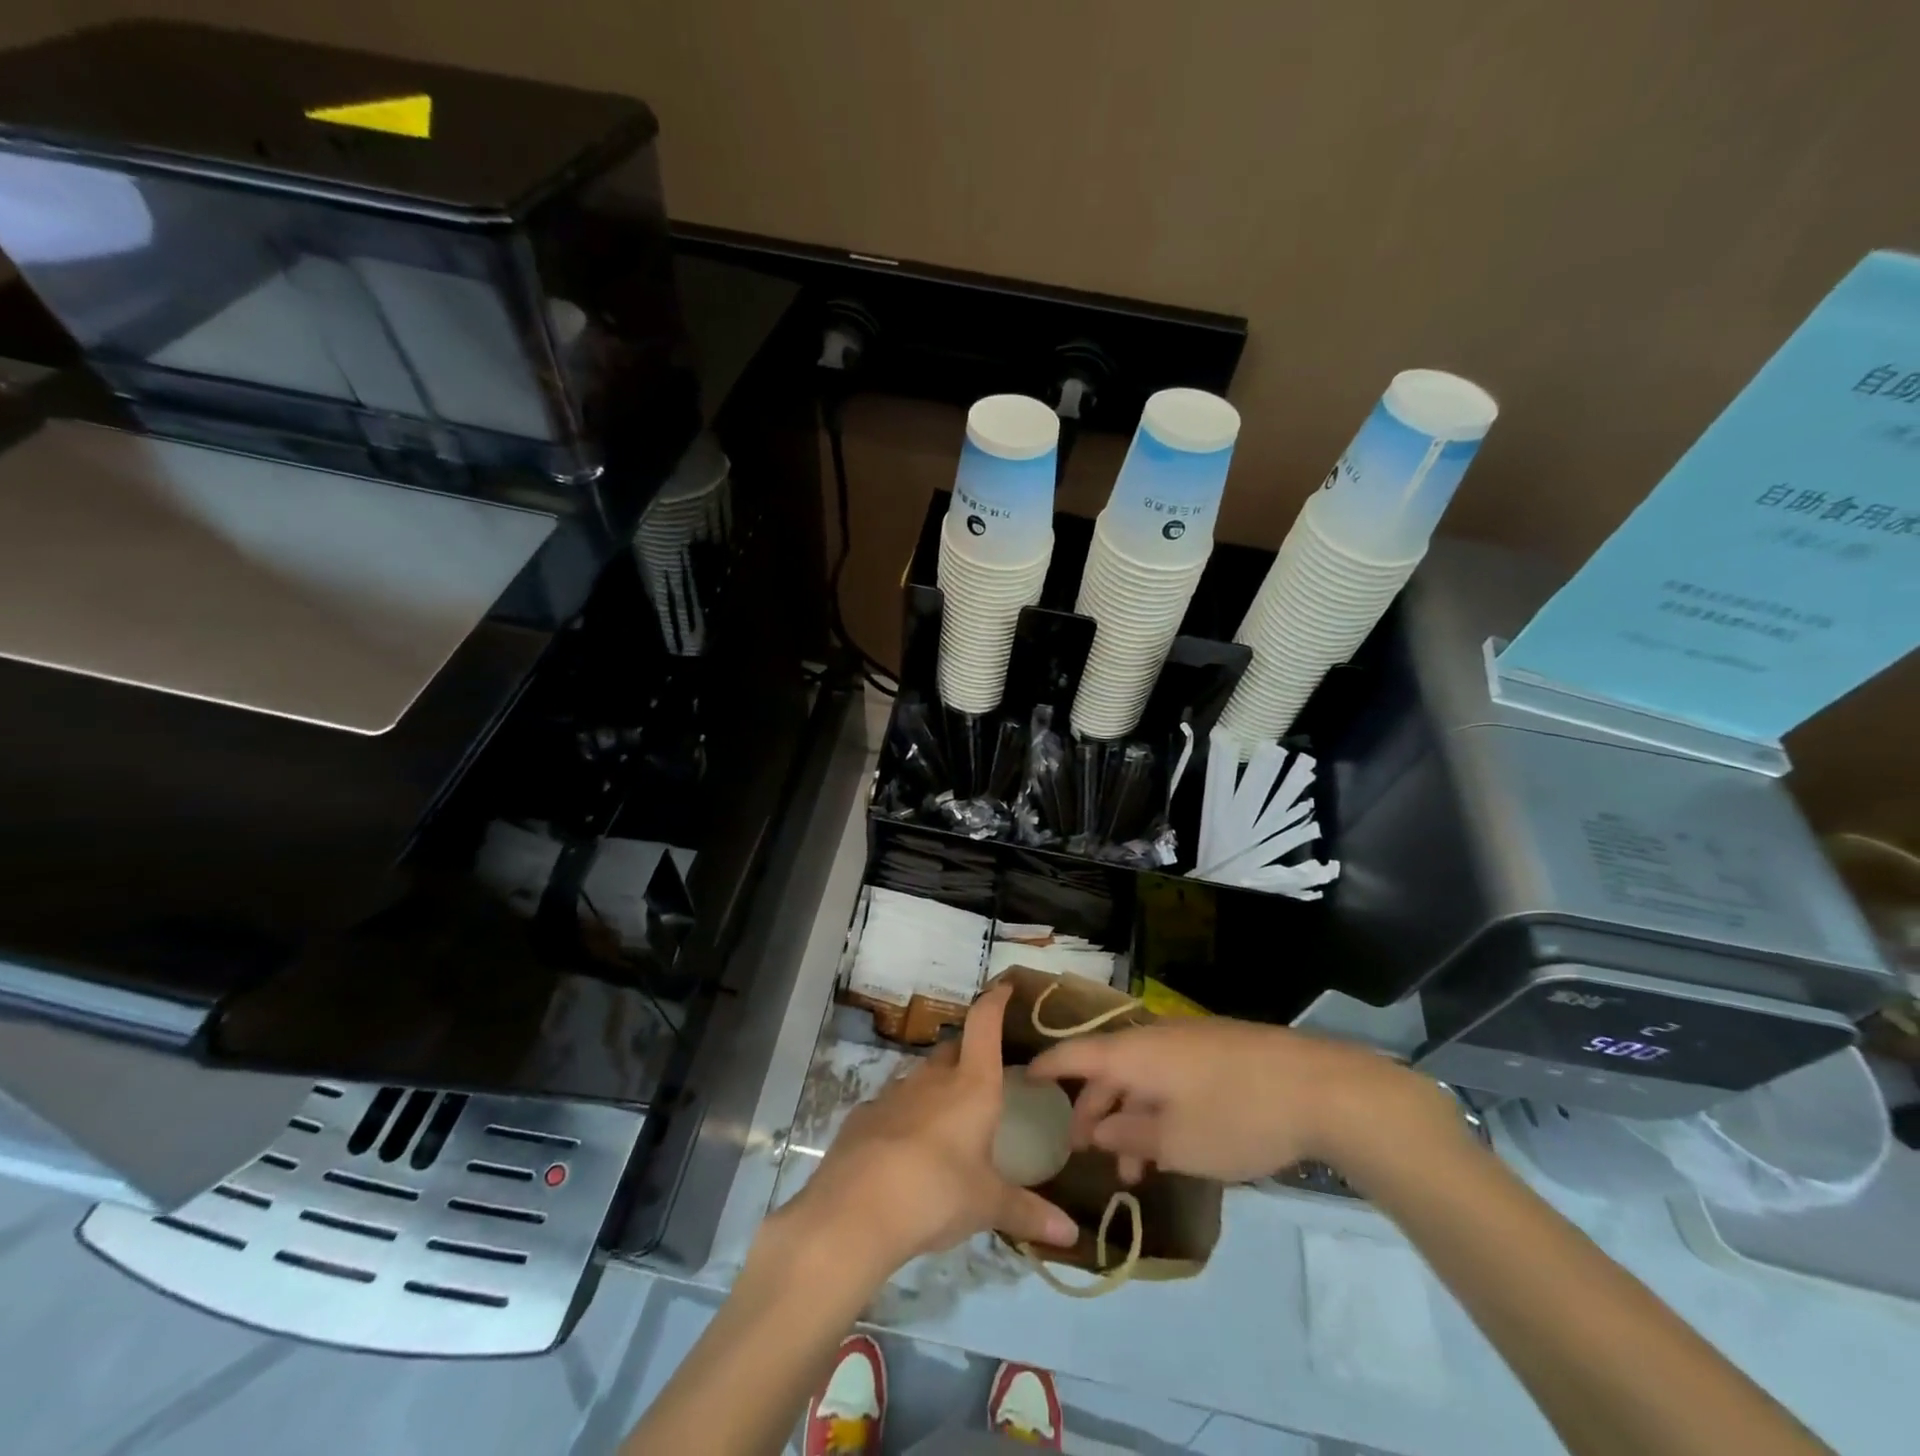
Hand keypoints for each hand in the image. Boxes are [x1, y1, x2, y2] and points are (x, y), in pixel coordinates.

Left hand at [780, 981, 1078, 1283]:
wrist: (855, 1210)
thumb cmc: (937, 1193)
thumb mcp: (987, 1205)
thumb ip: (1028, 1213)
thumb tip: (1072, 1236)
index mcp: (971, 1085)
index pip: (984, 1024)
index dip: (994, 1001)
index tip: (1003, 987)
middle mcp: (933, 1078)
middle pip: (953, 1049)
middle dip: (967, 1054)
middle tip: (982, 1076)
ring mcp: (893, 1093)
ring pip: (921, 1077)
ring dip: (935, 1089)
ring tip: (947, 1120)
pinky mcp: (864, 1115)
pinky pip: (892, 1106)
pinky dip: (904, 1118)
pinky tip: (906, 1150)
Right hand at [1027, 1017, 1466, 1185]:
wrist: (1320, 1088)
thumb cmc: (1236, 1116)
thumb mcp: (1175, 1141)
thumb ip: (1128, 1135)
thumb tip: (1097, 1129)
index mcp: (1134, 1052)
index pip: (1074, 1053)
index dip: (1046, 1067)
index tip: (1021, 1080)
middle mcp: (1154, 1038)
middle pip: (1107, 1070)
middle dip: (1091, 1111)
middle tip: (1080, 1150)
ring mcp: (1188, 1044)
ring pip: (1141, 1079)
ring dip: (1128, 1120)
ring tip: (1132, 1171)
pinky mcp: (1217, 1054)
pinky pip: (1169, 1079)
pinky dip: (1158, 1110)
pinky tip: (1171, 1147)